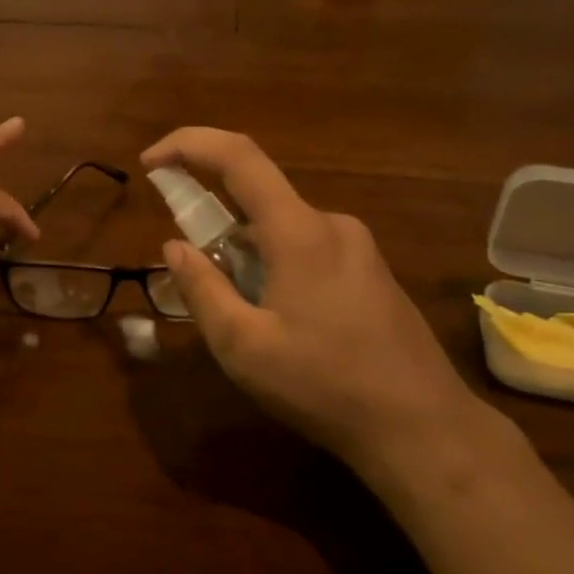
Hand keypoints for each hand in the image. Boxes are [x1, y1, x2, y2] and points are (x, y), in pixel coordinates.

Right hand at [142, 128, 482, 473]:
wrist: (423, 428)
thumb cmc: (324, 385)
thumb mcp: (244, 346)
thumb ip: (202, 289)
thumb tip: (174, 247)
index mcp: (298, 231)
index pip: (237, 156)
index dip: (188, 145)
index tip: (150, 163)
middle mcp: (331, 223)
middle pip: (258, 201)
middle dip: (216, 230)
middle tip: (200, 285)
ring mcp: (358, 247)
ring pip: (283, 231)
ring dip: (248, 258)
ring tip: (247, 323)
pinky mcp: (372, 271)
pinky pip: (309, 250)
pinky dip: (277, 268)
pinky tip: (286, 326)